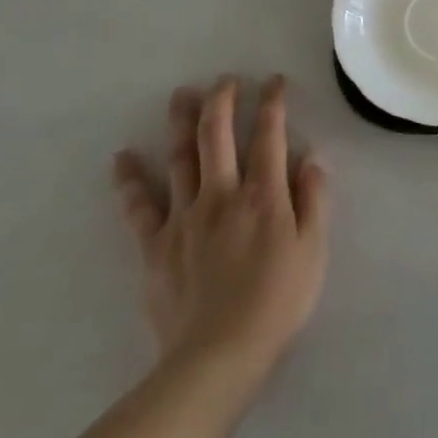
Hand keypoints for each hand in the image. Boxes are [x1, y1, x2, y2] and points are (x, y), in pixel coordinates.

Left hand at [112, 75, 328, 381]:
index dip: (272, 103)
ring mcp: (183, 218)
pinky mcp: (155, 245)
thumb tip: (312, 156)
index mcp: (263, 194)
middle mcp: (222, 194)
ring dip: (181, 122)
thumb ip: (314, 199)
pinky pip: (139, 206)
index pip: (269, 135)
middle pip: (218, 135)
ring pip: (180, 158)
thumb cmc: (278, 301)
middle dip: (222, 100)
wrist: (218, 357)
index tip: (274, 81)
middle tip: (225, 79)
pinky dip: (130, 180)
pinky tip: (123, 157)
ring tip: (182, 95)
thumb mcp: (314, 249)